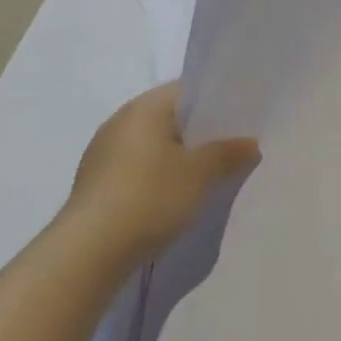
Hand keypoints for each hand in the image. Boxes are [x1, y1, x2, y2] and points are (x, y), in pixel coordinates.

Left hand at [63, 83, 259, 269]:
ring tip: (207, 178)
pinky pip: (137, 168)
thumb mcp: (200, 174)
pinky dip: (158, 177)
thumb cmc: (150, 197)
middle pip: (169, 118)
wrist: (90, 250)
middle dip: (199, 134)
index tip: (240, 122)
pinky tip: (174, 199)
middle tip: (231, 150)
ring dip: (178, 158)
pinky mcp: (96, 183)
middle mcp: (120, 121)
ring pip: (153, 145)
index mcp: (144, 107)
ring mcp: (104, 152)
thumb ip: (227, 153)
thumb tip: (250, 143)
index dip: (216, 103)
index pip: (186, 91)